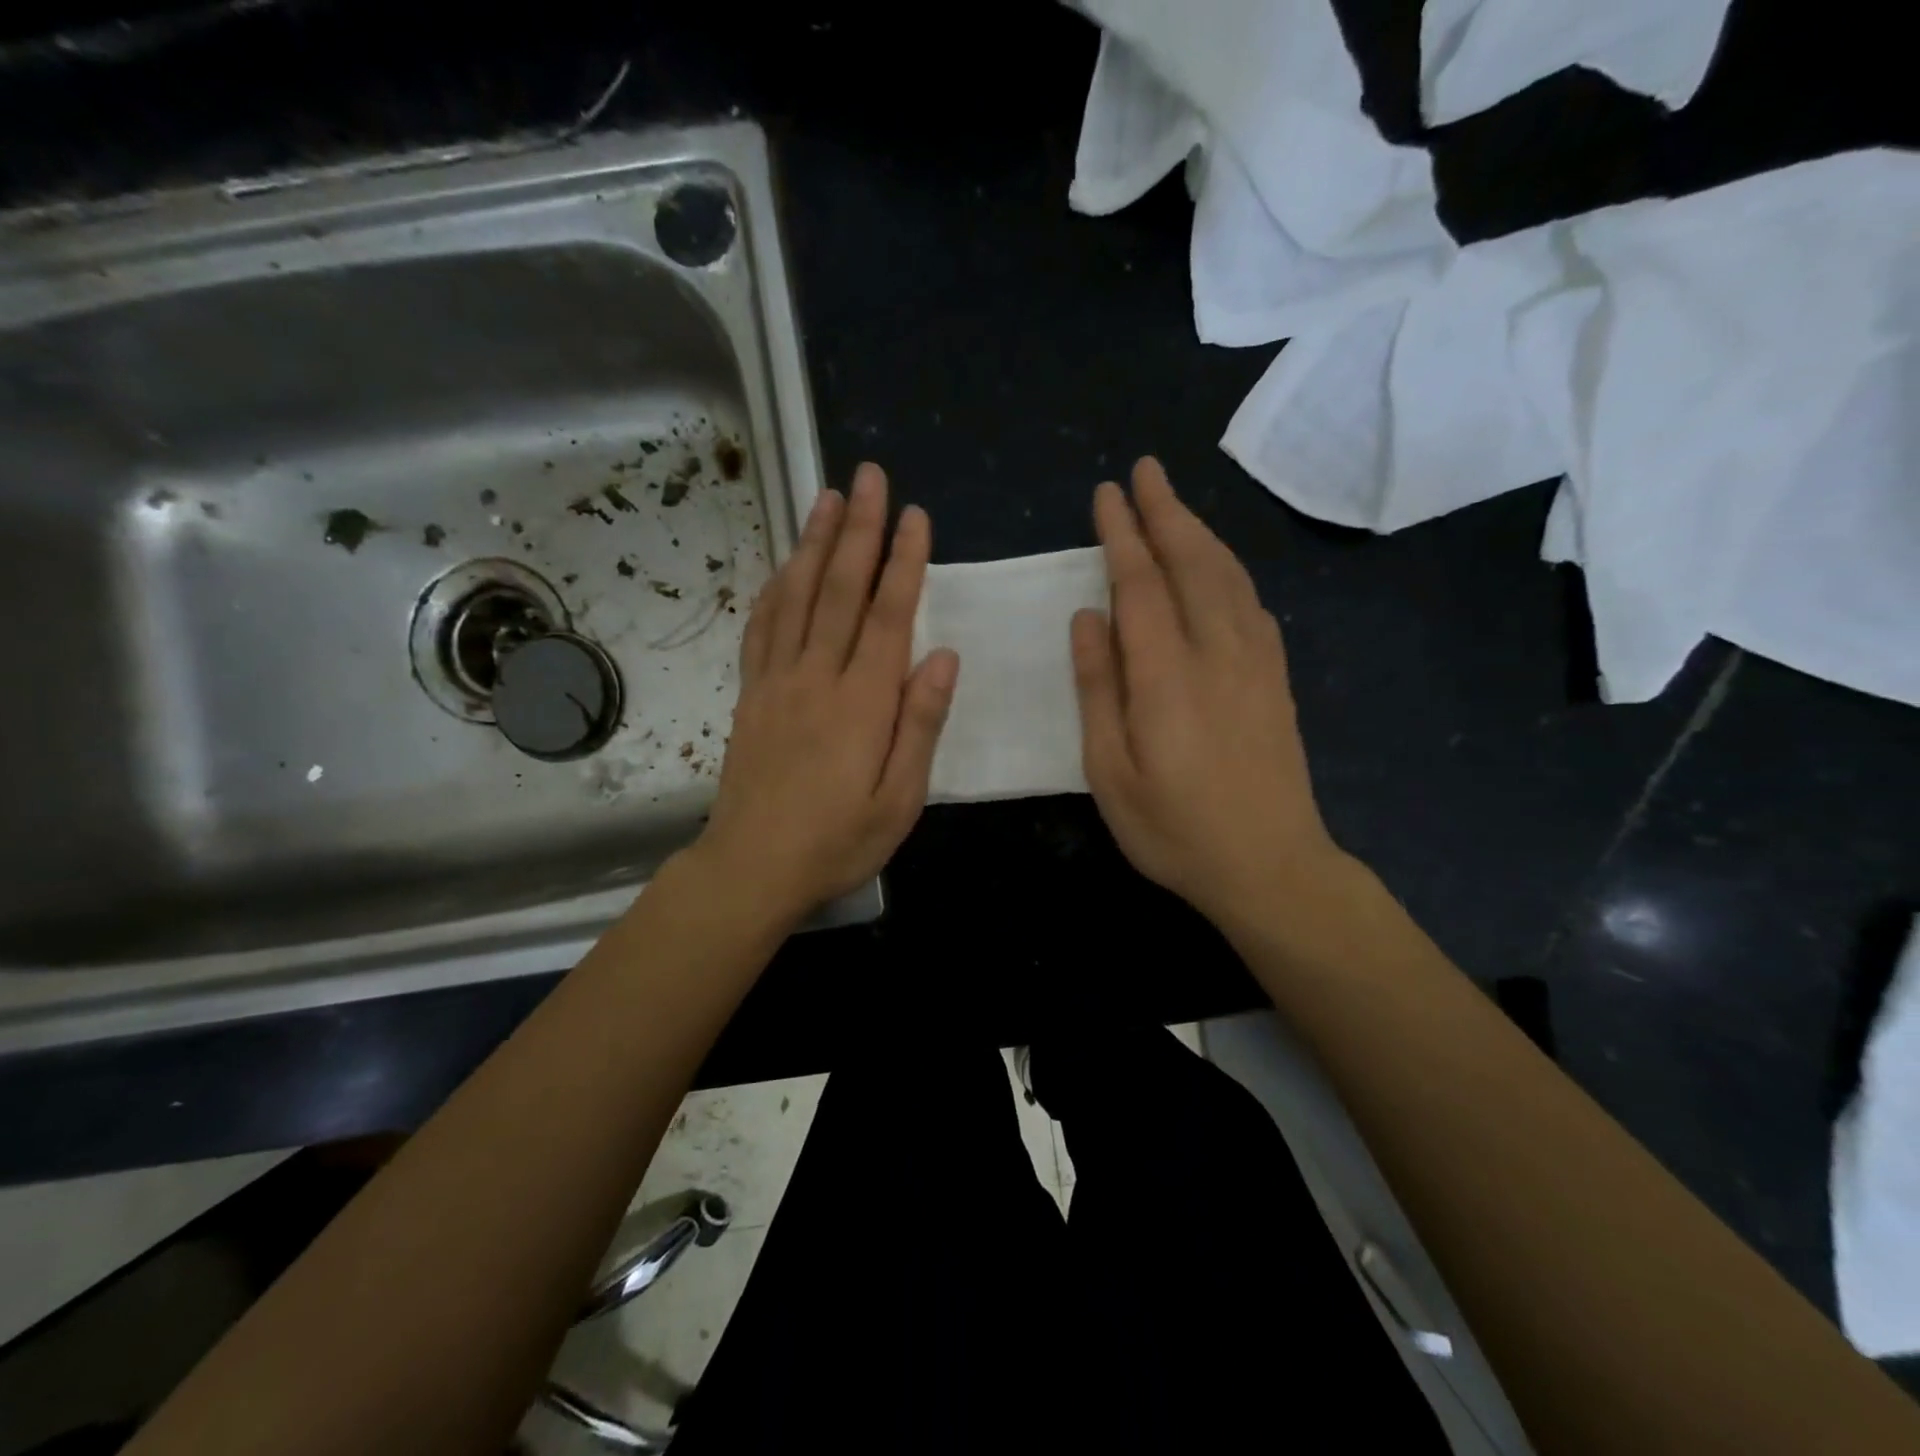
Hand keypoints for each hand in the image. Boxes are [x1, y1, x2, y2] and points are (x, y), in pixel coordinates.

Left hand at [695, 463, 958, 923]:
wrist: (753, 867)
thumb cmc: (839, 841)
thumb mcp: (900, 798)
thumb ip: (921, 724)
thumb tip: (942, 657)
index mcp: (863, 701)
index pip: (888, 615)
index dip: (904, 562)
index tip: (915, 515)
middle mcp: (818, 677)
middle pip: (840, 589)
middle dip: (859, 530)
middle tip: (869, 477)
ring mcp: (777, 682)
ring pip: (796, 597)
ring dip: (814, 543)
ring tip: (827, 498)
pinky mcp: (751, 695)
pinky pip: (761, 629)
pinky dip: (774, 589)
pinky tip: (783, 565)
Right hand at [1070, 457, 1343, 927]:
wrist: (1270, 865)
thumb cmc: (1174, 828)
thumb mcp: (1110, 771)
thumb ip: (1097, 688)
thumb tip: (1087, 617)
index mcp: (1166, 674)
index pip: (1140, 585)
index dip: (1121, 535)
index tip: (1106, 495)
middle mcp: (1217, 652)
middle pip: (1192, 562)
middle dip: (1166, 511)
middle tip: (1144, 471)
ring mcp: (1256, 662)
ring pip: (1228, 575)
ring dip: (1200, 532)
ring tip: (1175, 504)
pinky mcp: (1277, 679)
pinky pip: (1253, 603)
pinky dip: (1230, 570)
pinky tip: (1219, 568)